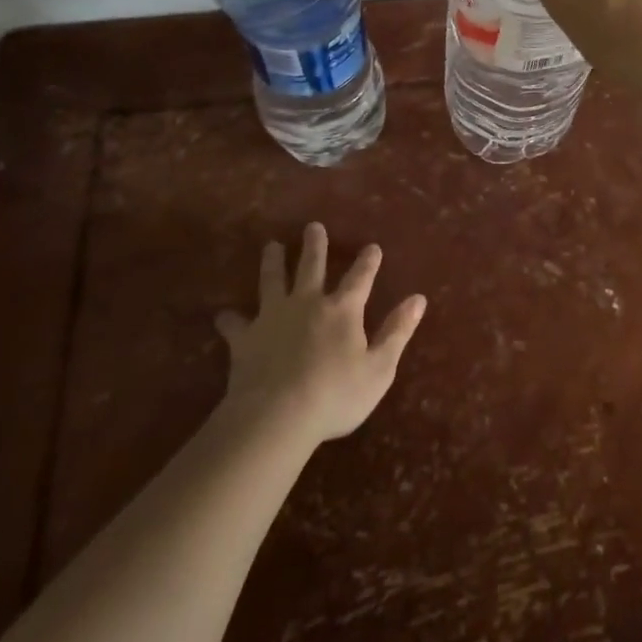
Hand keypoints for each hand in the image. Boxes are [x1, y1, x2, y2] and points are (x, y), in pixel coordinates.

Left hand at [213, 223, 425, 442]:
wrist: (277, 415)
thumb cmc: (336, 394)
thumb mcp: (379, 367)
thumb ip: (397, 331)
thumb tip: (418, 298)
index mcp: (342, 310)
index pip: (360, 278)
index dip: (368, 262)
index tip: (372, 246)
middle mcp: (307, 303)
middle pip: (311, 266)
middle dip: (315, 245)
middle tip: (313, 226)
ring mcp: (273, 317)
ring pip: (272, 281)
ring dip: (273, 262)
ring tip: (272, 246)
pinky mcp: (246, 338)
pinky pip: (235, 324)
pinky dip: (229, 320)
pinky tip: (223, 316)